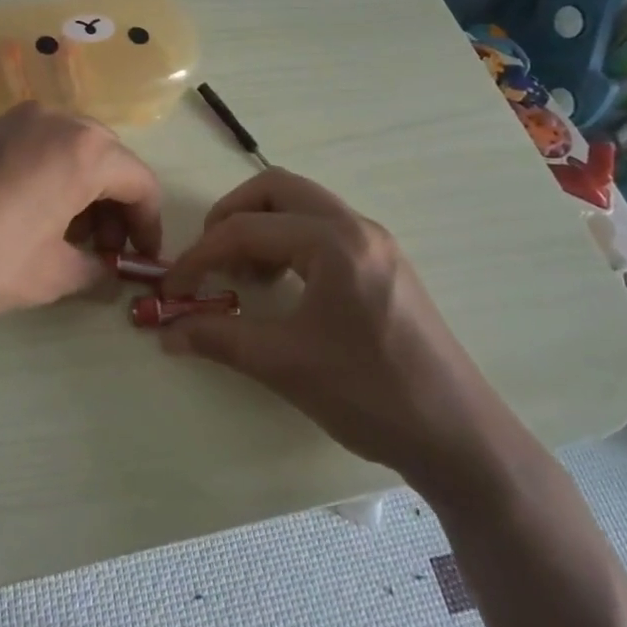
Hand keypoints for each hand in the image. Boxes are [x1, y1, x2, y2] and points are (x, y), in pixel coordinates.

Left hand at [0, 103, 162, 338]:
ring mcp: (12, 119)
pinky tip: (26, 219)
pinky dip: (47, 179)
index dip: (149, 225)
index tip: (142, 260)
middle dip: (114, 207)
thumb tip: (105, 271)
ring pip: (68, 151)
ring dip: (80, 193)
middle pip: (106, 160)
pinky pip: (33, 149)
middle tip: (103, 253)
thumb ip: (91, 270)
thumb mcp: (47, 275)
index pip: (140, 182)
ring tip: (65, 241)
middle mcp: (53, 120)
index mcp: (83, 149)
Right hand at [159, 168, 514, 503]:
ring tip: (245, 276)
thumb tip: (167, 331)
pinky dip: (290, 241)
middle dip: (233, 215)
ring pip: (302, 204)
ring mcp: (375, 241)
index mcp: (334, 242)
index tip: (172, 286)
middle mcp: (356, 226)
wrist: (459, 438)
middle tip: (210, 257)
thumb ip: (219, 338)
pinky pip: (323, 227)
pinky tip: (282, 286)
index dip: (201, 255)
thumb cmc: (370, 395)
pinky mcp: (384, 262)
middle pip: (277, 188)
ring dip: (263, 226)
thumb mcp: (285, 365)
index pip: (248, 229)